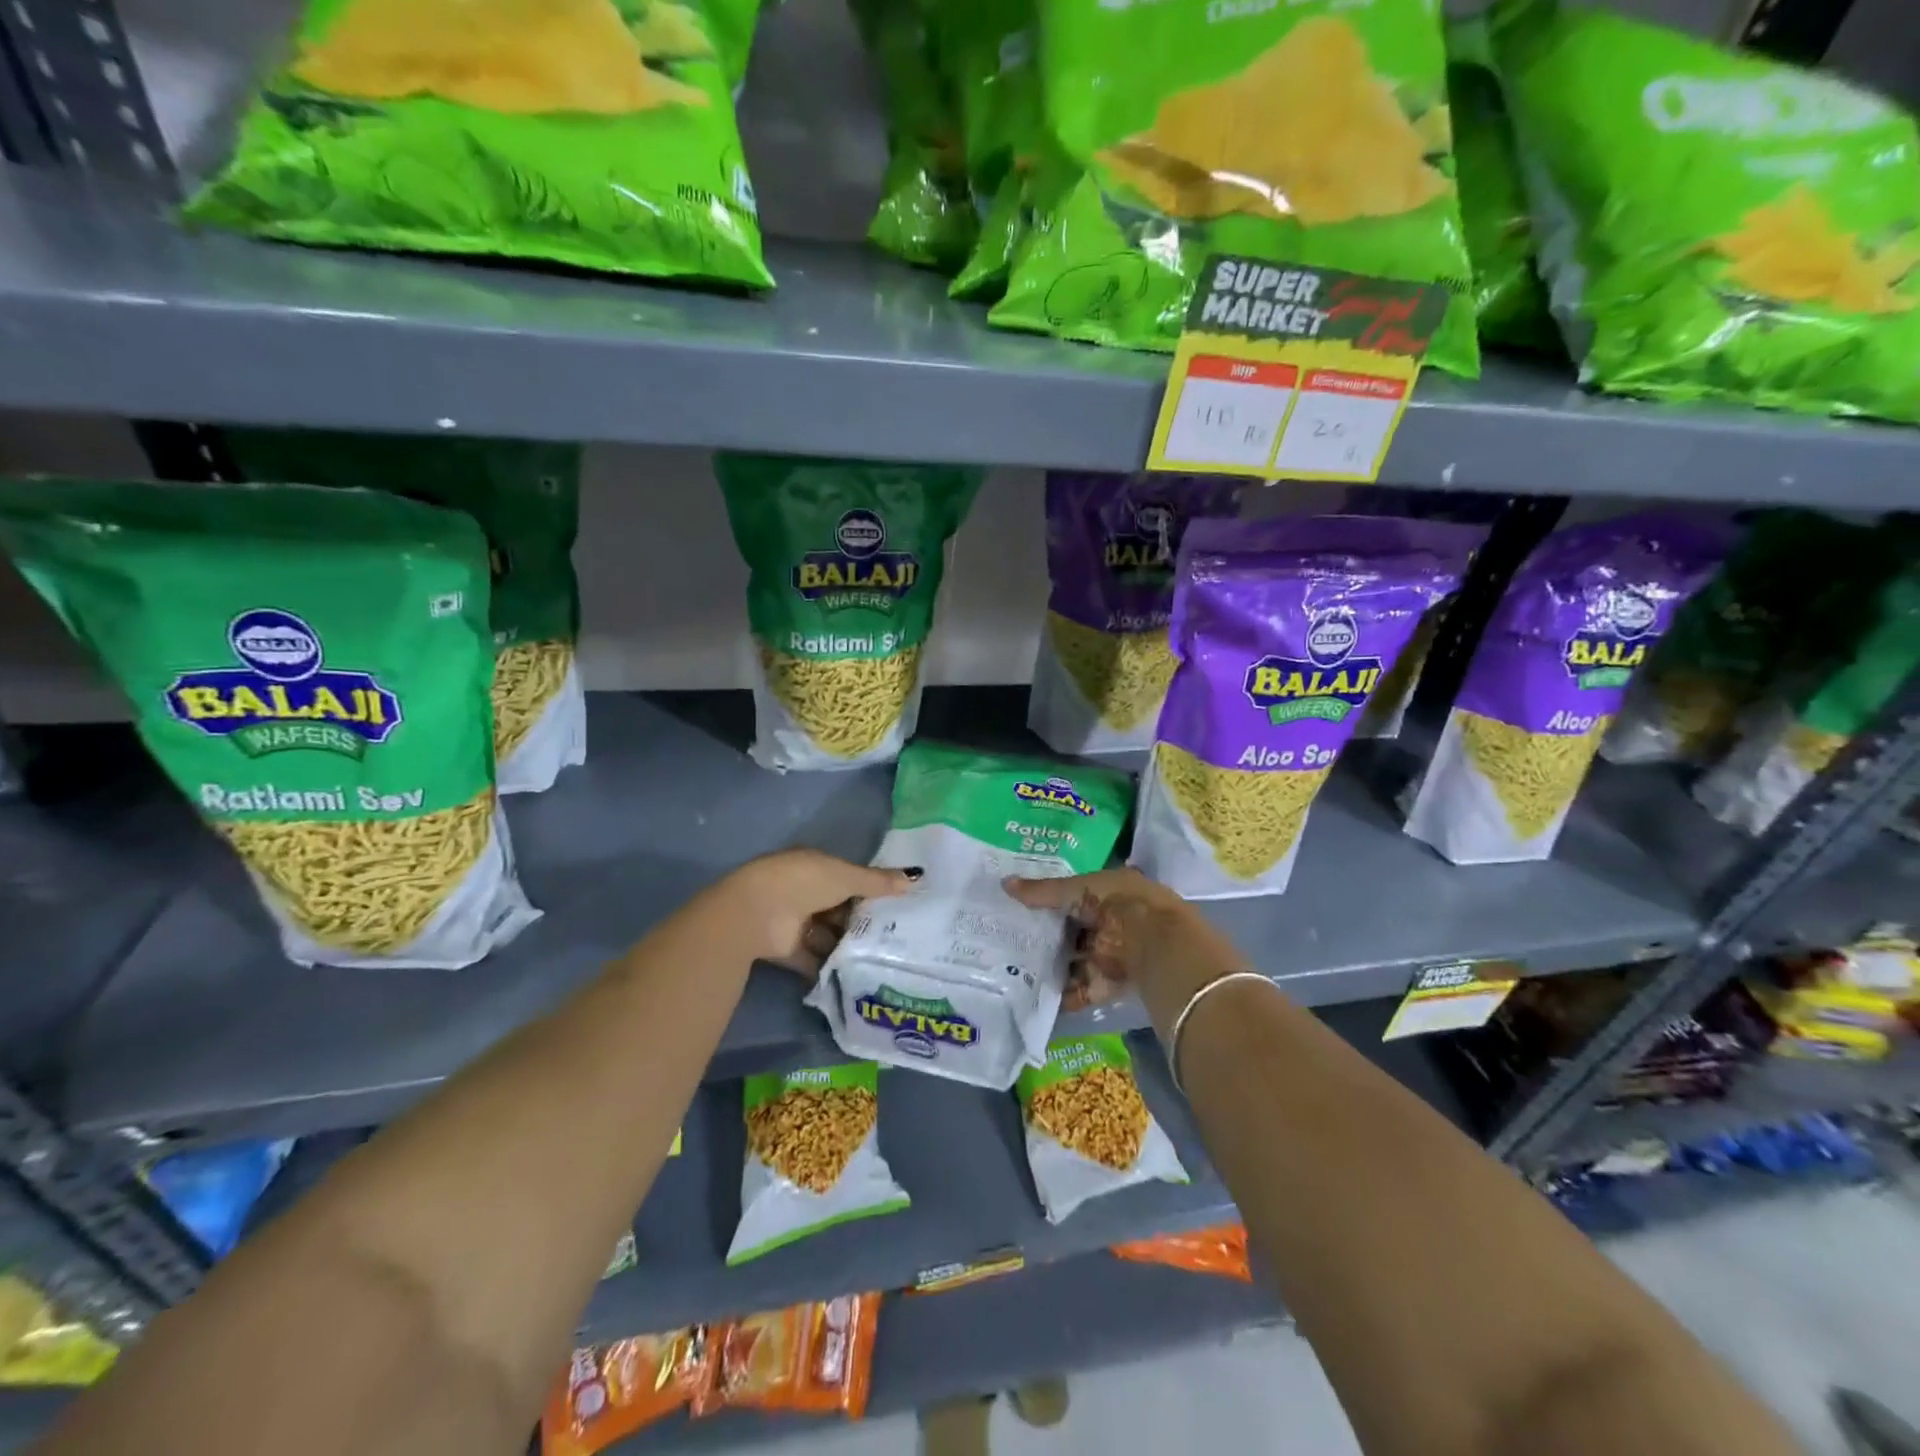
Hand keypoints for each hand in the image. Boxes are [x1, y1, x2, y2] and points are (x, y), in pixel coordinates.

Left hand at [731, 849, 919, 976]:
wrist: (757, 913)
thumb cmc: (804, 883)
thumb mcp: (846, 877)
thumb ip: (878, 882)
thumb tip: (916, 877)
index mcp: (814, 866)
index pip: (845, 877)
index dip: (867, 889)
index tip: (893, 904)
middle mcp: (802, 891)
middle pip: (836, 907)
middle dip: (859, 920)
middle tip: (893, 935)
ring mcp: (793, 921)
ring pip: (826, 933)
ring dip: (846, 944)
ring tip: (881, 957)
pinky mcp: (787, 949)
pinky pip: (813, 959)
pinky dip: (829, 966)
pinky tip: (856, 975)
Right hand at [1003, 868, 1245, 1027]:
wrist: (1161, 945)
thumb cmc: (1122, 904)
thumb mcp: (1080, 889)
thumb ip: (1043, 892)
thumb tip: (1004, 884)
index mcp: (1105, 895)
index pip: (1069, 897)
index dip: (1044, 902)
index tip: (1013, 906)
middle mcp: (1106, 924)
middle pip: (1068, 933)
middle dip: (1041, 938)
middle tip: (1003, 940)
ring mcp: (1107, 956)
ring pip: (1070, 963)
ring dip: (1047, 968)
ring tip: (1008, 969)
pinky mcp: (1107, 985)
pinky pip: (1078, 991)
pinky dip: (1060, 997)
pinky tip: (1030, 998)